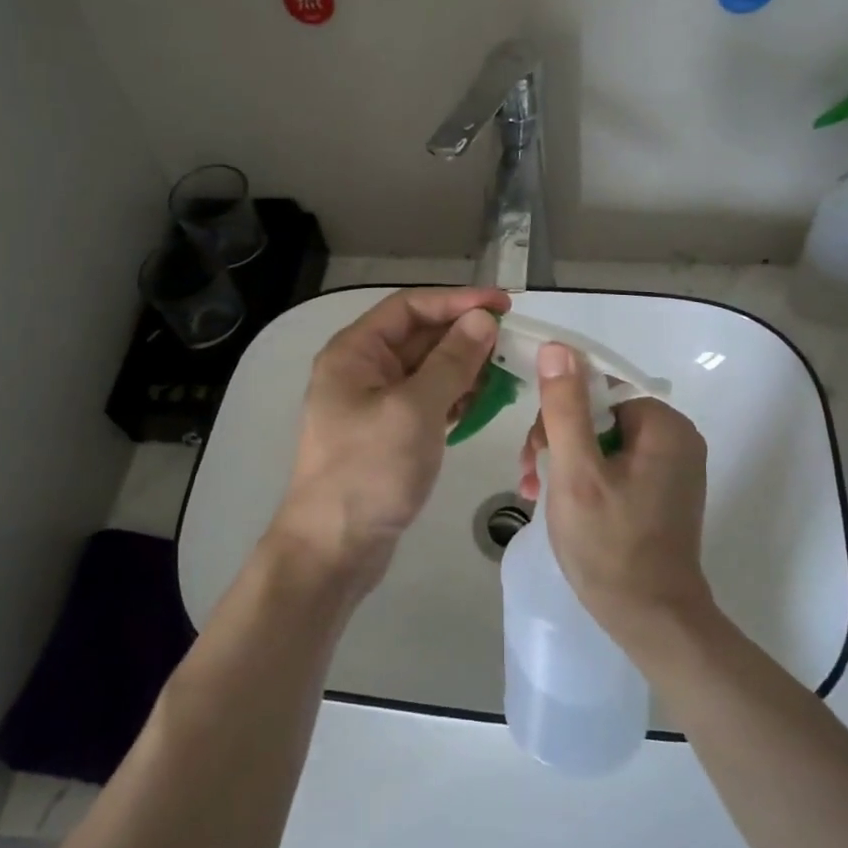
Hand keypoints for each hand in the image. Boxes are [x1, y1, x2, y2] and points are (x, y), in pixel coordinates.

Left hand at [269, 288, 507, 592]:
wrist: (333, 547)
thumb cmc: (369, 471)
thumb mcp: (415, 409)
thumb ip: (451, 361)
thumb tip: (481, 320)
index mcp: (355, 353)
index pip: (409, 307)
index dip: (457, 301)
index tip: (503, 305)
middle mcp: (361, 370)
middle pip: (419, 337)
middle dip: (464, 336)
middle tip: (513, 341)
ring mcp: (374, 403)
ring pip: (426, 370)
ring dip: (464, 368)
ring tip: (506, 372)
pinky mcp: (388, 433)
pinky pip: (426, 401)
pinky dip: (454, 397)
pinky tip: (483, 402)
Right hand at [518, 343, 711, 642]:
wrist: (652, 619)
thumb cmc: (610, 544)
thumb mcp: (576, 471)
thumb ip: (565, 407)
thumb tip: (557, 347)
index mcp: (663, 425)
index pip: (597, 387)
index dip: (557, 411)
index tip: (534, 451)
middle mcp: (676, 438)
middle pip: (599, 414)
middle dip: (557, 440)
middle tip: (530, 476)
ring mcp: (671, 468)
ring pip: (602, 441)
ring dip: (564, 460)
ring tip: (534, 492)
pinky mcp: (662, 493)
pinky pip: (615, 466)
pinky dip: (584, 478)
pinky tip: (558, 502)